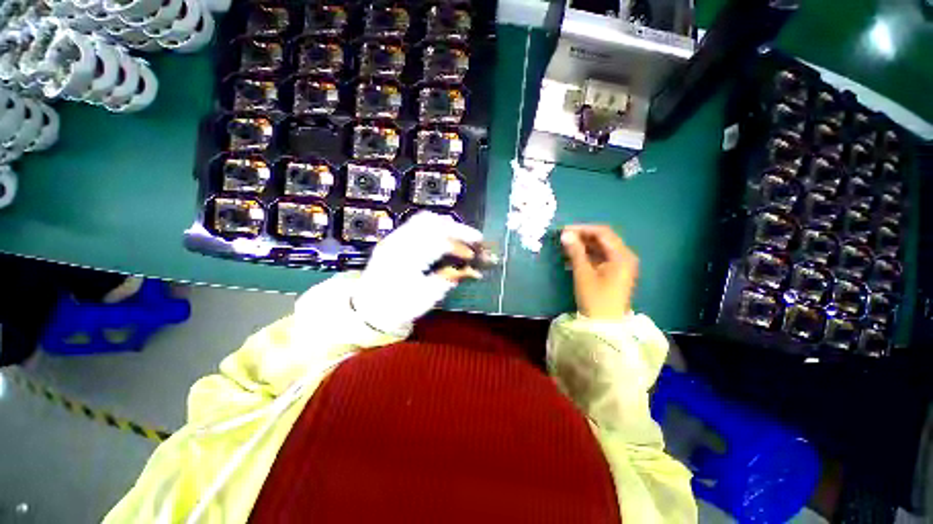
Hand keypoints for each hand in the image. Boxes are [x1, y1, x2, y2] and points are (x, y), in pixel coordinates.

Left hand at [352, 211, 482, 332]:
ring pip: (424, 219)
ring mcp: (394, 238)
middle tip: (476, 238)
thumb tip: (472, 270)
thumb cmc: (397, 307)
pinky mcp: (395, 239)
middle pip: (432, 223)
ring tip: (463, 235)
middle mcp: (397, 242)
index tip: (473, 255)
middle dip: (457, 228)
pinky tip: (447, 235)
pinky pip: (418, 223)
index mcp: (404, 259)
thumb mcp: (426, 298)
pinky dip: (437, 226)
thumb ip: (448, 279)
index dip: (459, 246)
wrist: (369, 308)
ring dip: (448, 225)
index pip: (436, 241)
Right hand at [560, 225, 637, 320]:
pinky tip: (572, 259)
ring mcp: (621, 265)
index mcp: (622, 256)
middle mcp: (625, 257)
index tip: (564, 230)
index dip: (583, 229)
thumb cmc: (595, 298)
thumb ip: (575, 251)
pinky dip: (587, 256)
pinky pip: (601, 258)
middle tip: (563, 238)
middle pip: (603, 239)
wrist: (605, 326)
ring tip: (565, 248)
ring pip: (601, 248)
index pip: (602, 233)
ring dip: (583, 246)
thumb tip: (565, 234)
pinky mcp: (615, 273)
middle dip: (582, 236)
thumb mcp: (583, 273)